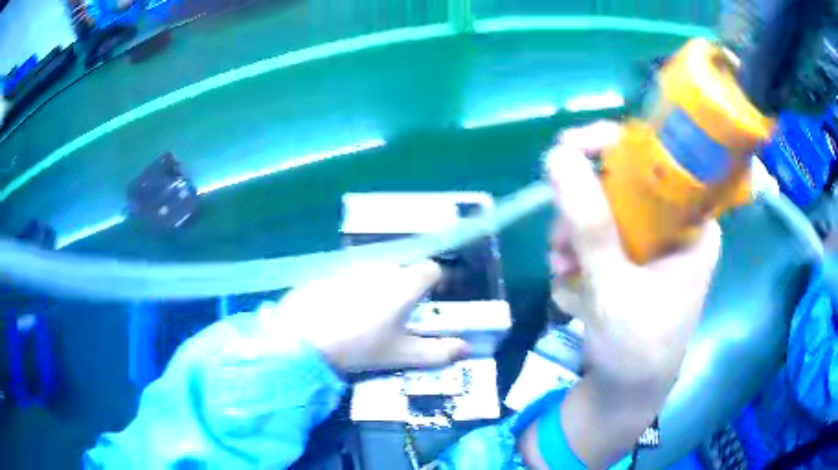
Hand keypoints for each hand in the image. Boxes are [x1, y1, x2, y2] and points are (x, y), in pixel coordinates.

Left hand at [275, 261, 469, 372]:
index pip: (432, 269)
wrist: (303, 338)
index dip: (435, 282)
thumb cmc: (360, 346)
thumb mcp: (402, 354)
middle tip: (397, 315)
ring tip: (368, 315)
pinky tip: (342, 310)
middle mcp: (383, 268)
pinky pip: (351, 276)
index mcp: (405, 283)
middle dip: (405, 287)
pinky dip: (354, 288)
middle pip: (403, 270)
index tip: (429, 300)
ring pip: (376, 272)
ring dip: (379, 287)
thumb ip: (437, 352)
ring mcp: (354, 267)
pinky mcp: (330, 272)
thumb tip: (465, 348)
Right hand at [521, 122, 721, 468]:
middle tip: (559, 235)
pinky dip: (578, 249)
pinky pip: (601, 234)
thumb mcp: (615, 288)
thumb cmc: (636, 349)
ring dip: (575, 231)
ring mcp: (655, 243)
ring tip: (559, 265)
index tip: (568, 149)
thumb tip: (557, 157)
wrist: (626, 394)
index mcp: (693, 225)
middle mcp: (677, 226)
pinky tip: (566, 275)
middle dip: (585, 203)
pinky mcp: (634, 259)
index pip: (659, 161)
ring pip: (607, 208)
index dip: (613, 146)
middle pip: (627, 182)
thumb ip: (590, 226)